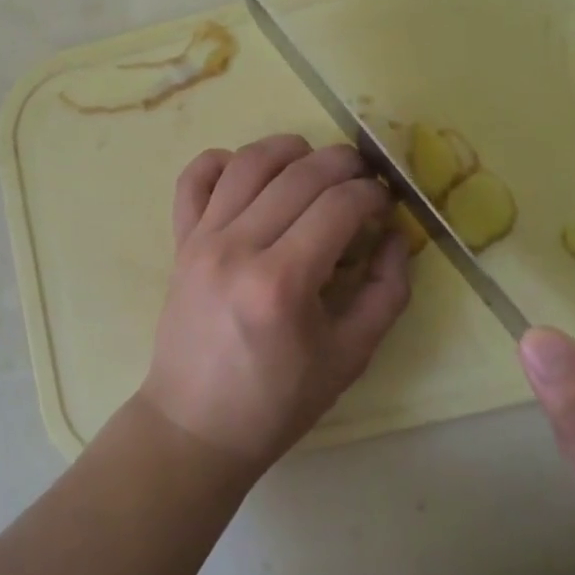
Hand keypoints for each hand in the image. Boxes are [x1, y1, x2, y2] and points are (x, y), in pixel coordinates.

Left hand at [140, 135, 411, 471]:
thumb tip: (394, 235)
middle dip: (344, 164)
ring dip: (290, 149)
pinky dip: (223, 160)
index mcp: (283, 282)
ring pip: (249, 162)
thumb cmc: (278, 401)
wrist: (196, 426)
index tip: (386, 203)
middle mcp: (238, 247)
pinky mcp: (180, 240)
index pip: (340, 205)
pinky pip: (194, 178)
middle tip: (364, 178)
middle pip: (300, 174)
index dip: (373, 194)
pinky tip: (250, 172)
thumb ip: (386, 291)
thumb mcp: (351, 357)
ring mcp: (202, 239)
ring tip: (315, 163)